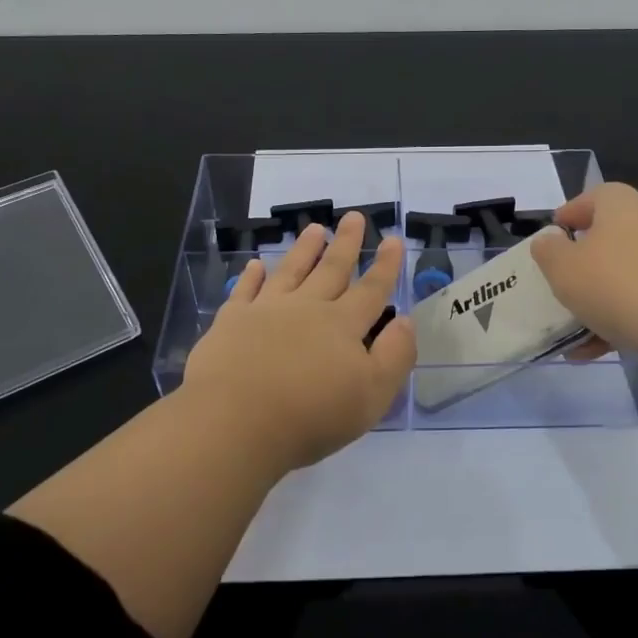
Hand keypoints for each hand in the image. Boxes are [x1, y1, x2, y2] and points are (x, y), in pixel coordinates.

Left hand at [183, 211, 415, 469]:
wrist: (235, 421)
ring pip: (290, 271)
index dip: (385, 266)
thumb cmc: (310, 415)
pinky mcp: (231, 322)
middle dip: (346, 243)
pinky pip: (244, 291)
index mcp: (342, 325)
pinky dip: (251, 276)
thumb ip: (394, 355)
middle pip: (331, 270)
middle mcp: (306, 308)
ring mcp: (265, 310)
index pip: (371, 290)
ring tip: (314, 228)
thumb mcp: (372, 395)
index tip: (393, 239)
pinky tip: (254, 265)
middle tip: (354, 216)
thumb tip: (405, 321)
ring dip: (304, 249)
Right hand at [529, 183, 637, 390]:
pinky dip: (616, 326)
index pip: (595, 196)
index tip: (552, 236)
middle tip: (558, 283)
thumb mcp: (564, 268)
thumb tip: (549, 242)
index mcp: (621, 207)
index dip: (571, 212)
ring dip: (595, 302)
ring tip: (568, 329)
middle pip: (609, 239)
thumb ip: (548, 252)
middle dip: (581, 264)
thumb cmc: (619, 285)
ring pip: (622, 279)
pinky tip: (590, 352)